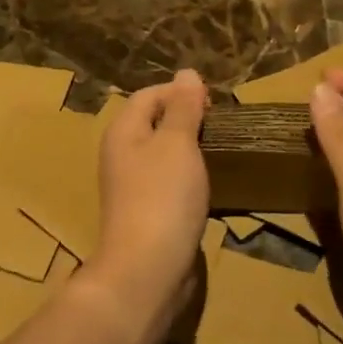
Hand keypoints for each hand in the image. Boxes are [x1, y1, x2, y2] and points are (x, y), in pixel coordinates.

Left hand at [87, 69, 209, 339]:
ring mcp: (132, 186)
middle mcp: (121, 154)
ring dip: (189, 149)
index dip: (180, 92)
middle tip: (220, 126)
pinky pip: (167, 182)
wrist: (147, 270)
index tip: (214, 104)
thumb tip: (186, 72)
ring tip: (219, 152)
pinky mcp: (146, 213)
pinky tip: (207, 185)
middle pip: (154, 123)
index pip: (149, 95)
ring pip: (162, 154)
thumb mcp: (178, 143)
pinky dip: (187, 177)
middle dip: (187, 119)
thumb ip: (183, 107)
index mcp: (123, 131)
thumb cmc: (163, 197)